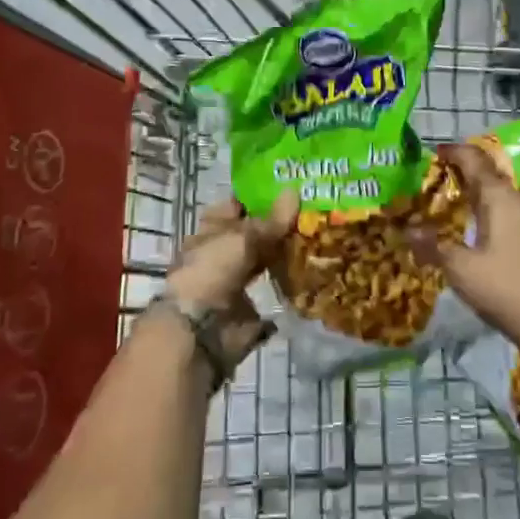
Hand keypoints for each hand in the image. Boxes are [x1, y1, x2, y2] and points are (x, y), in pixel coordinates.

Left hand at [165, 192, 298, 364]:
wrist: (200, 332)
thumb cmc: (211, 271)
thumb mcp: (242, 238)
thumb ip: (271, 220)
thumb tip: (295, 191)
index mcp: (211, 230)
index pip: (236, 205)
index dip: (259, 195)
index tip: (291, 186)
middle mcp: (222, 252)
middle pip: (254, 233)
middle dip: (280, 224)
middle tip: (315, 210)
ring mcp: (236, 280)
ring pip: (265, 260)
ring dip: (287, 253)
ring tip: (319, 238)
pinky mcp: (250, 308)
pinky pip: (274, 290)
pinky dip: (291, 285)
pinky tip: (315, 272)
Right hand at [408, 144, 519, 366]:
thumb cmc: (507, 286)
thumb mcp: (461, 268)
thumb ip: (434, 246)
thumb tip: (407, 230)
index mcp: (500, 197)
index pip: (474, 159)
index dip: (452, 152)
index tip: (430, 153)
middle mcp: (515, 202)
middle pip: (485, 175)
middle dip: (458, 174)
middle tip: (428, 180)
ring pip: (494, 197)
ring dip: (470, 196)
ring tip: (440, 204)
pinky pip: (501, 216)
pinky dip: (480, 215)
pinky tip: (464, 231)